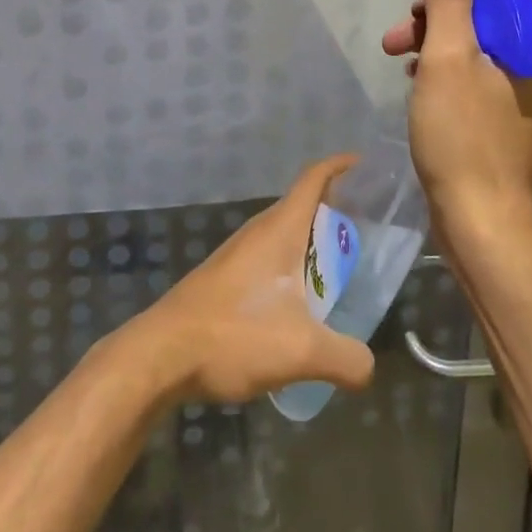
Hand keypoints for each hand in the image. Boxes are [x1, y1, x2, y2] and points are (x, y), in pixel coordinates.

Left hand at [127, 154, 375, 405]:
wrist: (162, 354)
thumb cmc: (234, 334)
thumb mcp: (301, 350)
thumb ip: (346, 358)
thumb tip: (368, 366)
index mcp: (280, 229)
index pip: (313, 179)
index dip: (339, 166)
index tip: (364, 164)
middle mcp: (258, 232)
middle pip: (302, 207)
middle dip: (335, 212)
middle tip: (367, 234)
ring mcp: (238, 255)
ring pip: (284, 237)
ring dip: (312, 246)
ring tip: (341, 274)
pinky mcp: (224, 279)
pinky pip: (269, 261)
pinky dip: (292, 270)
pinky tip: (300, 307)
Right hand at [381, 0, 531, 244]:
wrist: (482, 224)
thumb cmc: (464, 138)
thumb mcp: (448, 61)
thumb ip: (449, 6)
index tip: (415, 7)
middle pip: (481, 22)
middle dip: (434, 24)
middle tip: (394, 40)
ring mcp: (523, 97)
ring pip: (473, 51)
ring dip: (433, 49)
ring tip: (398, 63)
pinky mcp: (504, 122)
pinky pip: (472, 80)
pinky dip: (443, 76)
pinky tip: (418, 87)